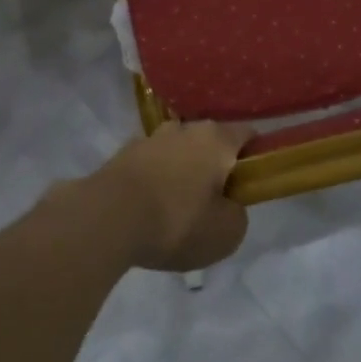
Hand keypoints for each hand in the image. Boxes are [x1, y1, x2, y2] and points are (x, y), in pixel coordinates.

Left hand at [83, 121, 254, 272]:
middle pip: (210, 143)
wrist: (106, 219)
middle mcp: (184, 128)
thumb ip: (237, 215)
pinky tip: (149, 211)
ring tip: (176, 210)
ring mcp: (150, 138)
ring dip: (182, 173)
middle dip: (215, 167)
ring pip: (177, 152)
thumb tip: (229, 206)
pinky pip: (150, 166)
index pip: (247, 135)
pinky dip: (154, 182)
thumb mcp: (226, 233)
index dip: (255, 158)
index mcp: (216, 139)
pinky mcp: (122, 155)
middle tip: (214, 203)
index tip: (251, 185)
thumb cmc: (176, 221)